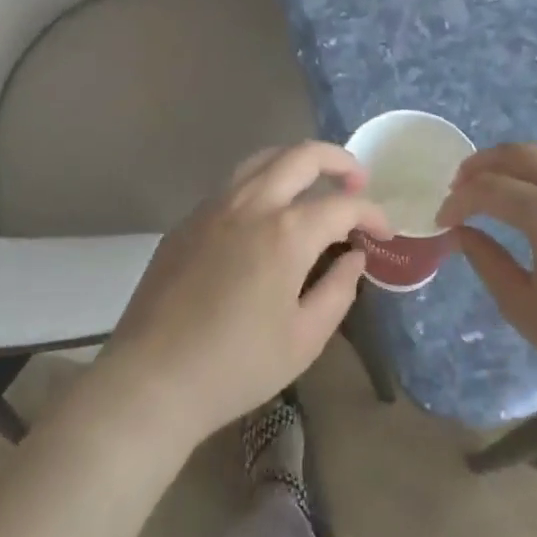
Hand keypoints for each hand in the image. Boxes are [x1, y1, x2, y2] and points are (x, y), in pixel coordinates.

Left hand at [91, 143, 391, 449]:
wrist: (152, 380)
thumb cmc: (236, 367)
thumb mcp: (304, 339)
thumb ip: (338, 290)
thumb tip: (354, 257)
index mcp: (286, 232)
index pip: (343, 204)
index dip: (372, 213)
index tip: (384, 232)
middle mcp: (252, 203)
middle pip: (302, 155)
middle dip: (339, 161)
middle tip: (357, 180)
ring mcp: (214, 206)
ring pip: (264, 159)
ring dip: (297, 162)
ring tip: (315, 184)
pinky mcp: (188, 220)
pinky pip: (234, 184)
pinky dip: (263, 183)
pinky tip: (266, 215)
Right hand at [437, 143, 536, 402]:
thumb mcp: (526, 309)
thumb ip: (488, 263)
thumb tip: (463, 232)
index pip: (489, 190)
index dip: (459, 200)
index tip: (442, 219)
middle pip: (517, 155)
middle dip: (481, 165)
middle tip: (458, 186)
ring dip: (511, 158)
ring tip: (490, 179)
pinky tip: (530, 192)